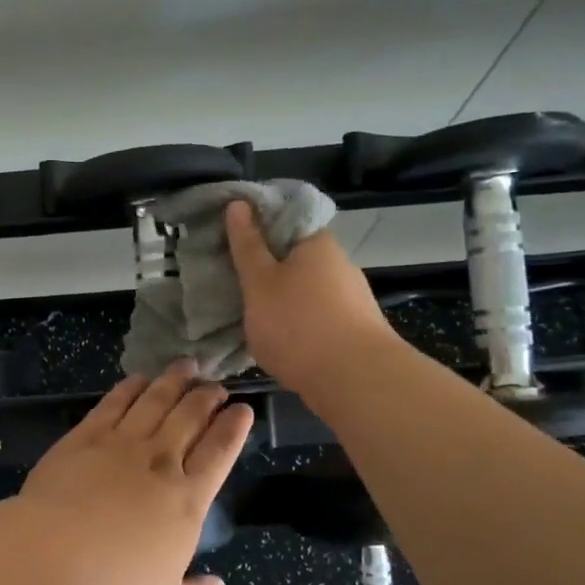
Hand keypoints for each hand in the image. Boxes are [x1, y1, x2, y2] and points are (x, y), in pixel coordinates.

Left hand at [17, 361, 252, 584]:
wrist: (50, 558)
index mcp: (187, 500)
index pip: (219, 453)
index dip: (234, 428)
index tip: (243, 409)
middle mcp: (159, 462)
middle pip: (190, 418)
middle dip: (208, 397)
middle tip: (217, 384)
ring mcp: (120, 445)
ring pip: (155, 402)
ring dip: (174, 381)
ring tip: (187, 366)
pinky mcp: (84, 438)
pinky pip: (113, 404)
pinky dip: (130, 388)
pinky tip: (138, 378)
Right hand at [224, 200, 395, 396]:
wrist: (355, 381)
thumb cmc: (298, 324)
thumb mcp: (259, 282)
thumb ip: (247, 245)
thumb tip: (239, 203)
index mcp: (317, 242)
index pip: (285, 218)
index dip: (255, 225)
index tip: (229, 241)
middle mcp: (339, 263)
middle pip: (295, 255)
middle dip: (267, 266)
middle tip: (232, 280)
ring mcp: (351, 297)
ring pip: (305, 288)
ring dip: (281, 297)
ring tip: (250, 314)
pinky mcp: (354, 328)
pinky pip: (316, 314)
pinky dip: (296, 321)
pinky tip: (279, 339)